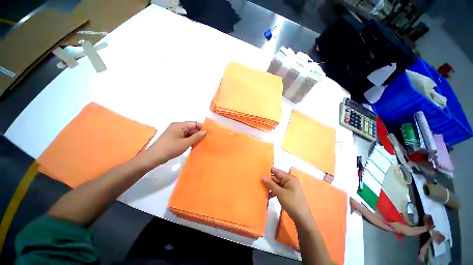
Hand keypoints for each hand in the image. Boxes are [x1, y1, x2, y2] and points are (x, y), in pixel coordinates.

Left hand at [140, 121, 206, 166]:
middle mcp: (177, 126)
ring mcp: (174, 131)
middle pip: (192, 127)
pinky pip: (184, 136)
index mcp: (180, 125)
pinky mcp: (173, 137)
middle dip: (198, 133)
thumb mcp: (186, 143)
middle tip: (205, 140)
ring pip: (188, 132)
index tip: (208, 135)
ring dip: (194, 137)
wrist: (153, 157)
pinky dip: (189, 139)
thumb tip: (205, 131)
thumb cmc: (170, 149)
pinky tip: (192, 145)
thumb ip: (197, 136)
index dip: (202, 128)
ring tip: (200, 143)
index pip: (195, 123)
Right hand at [262, 167, 313, 227]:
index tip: (259, 172)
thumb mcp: (280, 193)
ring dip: (270, 187)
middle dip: (268, 181)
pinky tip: (268, 196)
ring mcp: (289, 187)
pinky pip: (279, 189)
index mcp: (289, 178)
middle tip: (259, 183)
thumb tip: (262, 176)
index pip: (276, 171)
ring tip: (262, 190)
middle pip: (276, 178)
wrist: (302, 219)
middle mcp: (289, 180)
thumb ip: (270, 184)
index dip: (268, 171)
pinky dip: (274, 192)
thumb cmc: (292, 203)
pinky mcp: (288, 193)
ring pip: (277, 184)